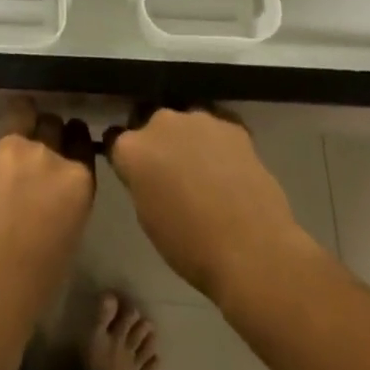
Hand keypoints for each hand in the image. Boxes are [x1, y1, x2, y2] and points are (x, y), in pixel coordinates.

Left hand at [0, 98, 96, 337]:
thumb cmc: (35, 281)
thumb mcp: (69, 231)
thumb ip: (66, 194)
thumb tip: (52, 181)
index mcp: (77, 179)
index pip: (80, 138)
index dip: (72, 139)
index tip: (65, 144)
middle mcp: (46, 153)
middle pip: (50, 122)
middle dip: (45, 133)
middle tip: (33, 156)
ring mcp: (9, 147)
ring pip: (19, 115)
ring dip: (17, 132)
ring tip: (5, 163)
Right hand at [105, 106, 320, 310]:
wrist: (252, 251)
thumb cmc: (191, 247)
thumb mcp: (148, 217)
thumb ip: (141, 181)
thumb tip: (148, 172)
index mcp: (132, 148)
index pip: (116, 140)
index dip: (127, 158)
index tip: (137, 174)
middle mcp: (160, 122)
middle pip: (151, 125)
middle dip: (158, 144)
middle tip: (173, 174)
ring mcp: (198, 118)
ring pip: (185, 124)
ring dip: (188, 140)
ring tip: (206, 172)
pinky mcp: (232, 124)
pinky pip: (217, 129)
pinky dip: (218, 144)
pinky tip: (230, 170)